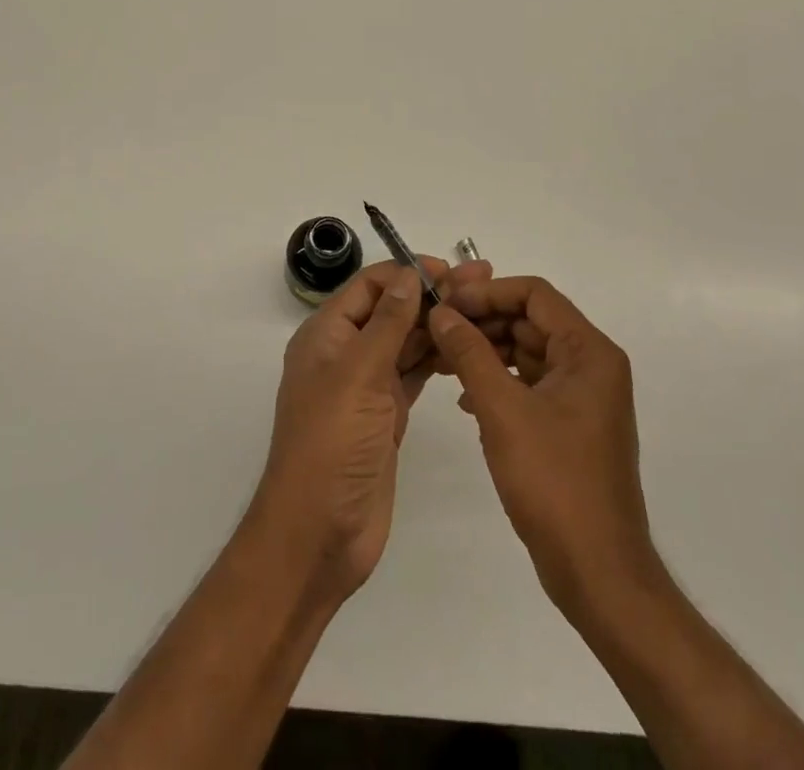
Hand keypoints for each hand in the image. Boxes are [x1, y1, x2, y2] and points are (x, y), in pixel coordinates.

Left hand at [253, 256, 492, 601]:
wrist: (319, 534)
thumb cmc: (331, 444)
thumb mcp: (357, 374)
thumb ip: (387, 322)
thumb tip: (409, 274)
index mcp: (326, 335)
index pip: (369, 286)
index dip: (407, 273)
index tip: (450, 269)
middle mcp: (346, 354)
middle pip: (392, 310)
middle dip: (432, 295)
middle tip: (483, 282)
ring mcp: (367, 386)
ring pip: (406, 342)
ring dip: (439, 324)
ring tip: (484, 309)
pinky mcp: (387, 415)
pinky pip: (415, 374)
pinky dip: (438, 359)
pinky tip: (468, 348)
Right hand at [427, 276, 661, 618]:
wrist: (598, 572)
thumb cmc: (554, 482)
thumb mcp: (503, 410)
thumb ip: (470, 353)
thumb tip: (440, 312)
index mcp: (588, 352)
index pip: (534, 294)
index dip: (487, 292)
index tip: (446, 304)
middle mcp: (591, 365)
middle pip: (530, 320)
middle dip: (482, 321)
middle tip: (436, 329)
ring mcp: (582, 396)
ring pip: (527, 352)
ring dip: (486, 352)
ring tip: (442, 360)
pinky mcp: (570, 424)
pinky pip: (530, 384)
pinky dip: (498, 382)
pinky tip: (466, 400)